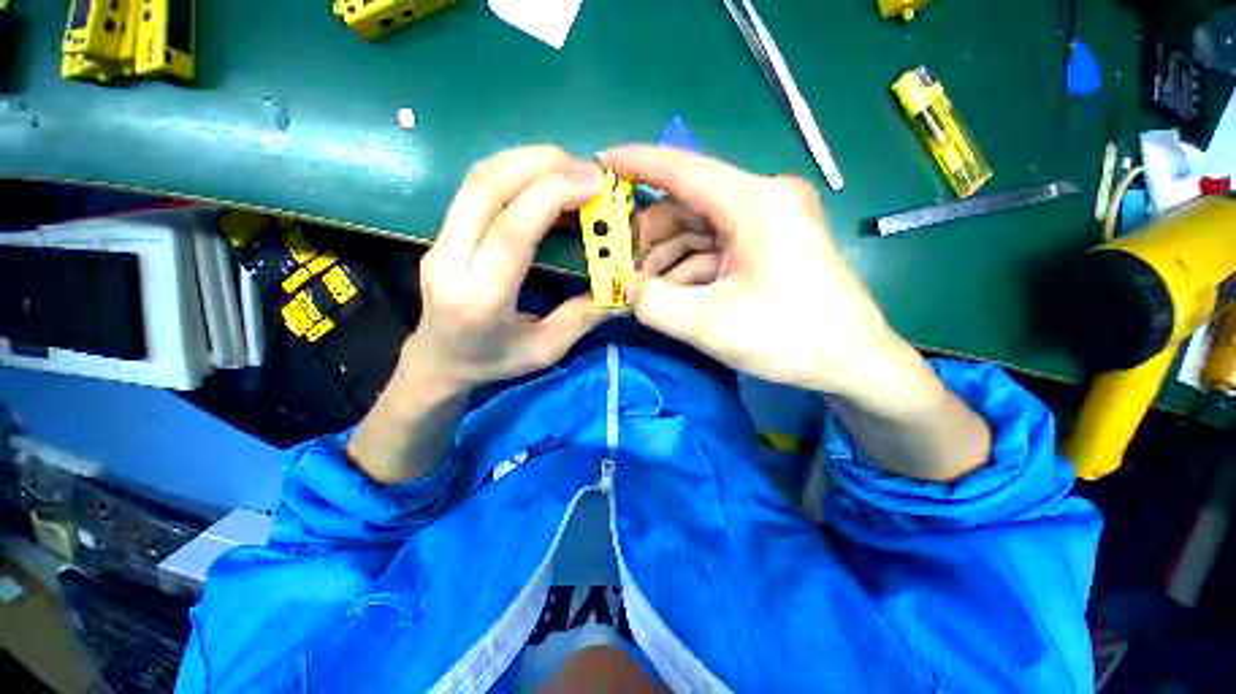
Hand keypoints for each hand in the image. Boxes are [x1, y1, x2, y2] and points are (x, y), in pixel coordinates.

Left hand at [403, 146, 607, 392]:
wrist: (438, 360)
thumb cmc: (493, 361)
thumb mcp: (546, 349)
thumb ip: (584, 317)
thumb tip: (624, 289)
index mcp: (480, 297)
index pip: (512, 229)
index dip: (553, 194)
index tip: (596, 182)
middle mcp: (450, 261)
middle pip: (487, 188)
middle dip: (542, 164)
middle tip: (588, 169)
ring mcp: (438, 242)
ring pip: (477, 179)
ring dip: (527, 161)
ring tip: (570, 168)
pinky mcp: (442, 233)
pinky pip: (476, 187)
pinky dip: (513, 171)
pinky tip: (542, 178)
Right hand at [603, 145, 907, 400]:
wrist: (853, 362)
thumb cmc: (788, 338)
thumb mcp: (707, 324)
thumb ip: (652, 303)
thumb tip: (625, 286)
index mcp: (754, 202)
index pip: (683, 168)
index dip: (637, 163)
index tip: (601, 163)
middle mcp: (763, 200)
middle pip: (687, 206)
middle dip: (649, 236)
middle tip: (620, 266)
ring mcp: (768, 223)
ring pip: (699, 230)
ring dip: (667, 258)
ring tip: (642, 290)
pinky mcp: (769, 245)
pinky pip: (716, 248)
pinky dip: (689, 269)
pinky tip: (671, 294)